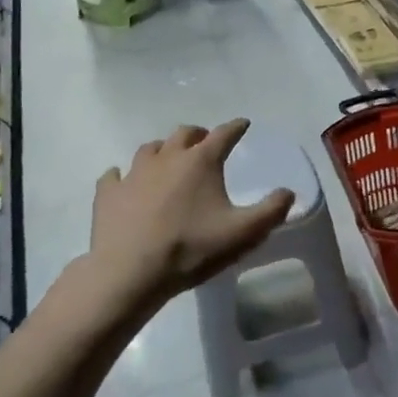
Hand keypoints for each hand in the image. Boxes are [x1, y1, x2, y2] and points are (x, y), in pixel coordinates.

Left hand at [87, 120, 295, 312]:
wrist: (130, 272)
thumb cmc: (191, 249)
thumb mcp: (243, 234)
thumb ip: (271, 211)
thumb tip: (288, 191)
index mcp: (201, 162)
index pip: (224, 134)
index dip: (236, 127)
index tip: (243, 124)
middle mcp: (167, 157)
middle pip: (184, 134)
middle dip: (198, 134)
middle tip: (205, 142)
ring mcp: (133, 173)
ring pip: (150, 149)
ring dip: (163, 150)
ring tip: (168, 159)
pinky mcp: (108, 193)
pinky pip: (114, 175)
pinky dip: (122, 175)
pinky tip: (122, 181)